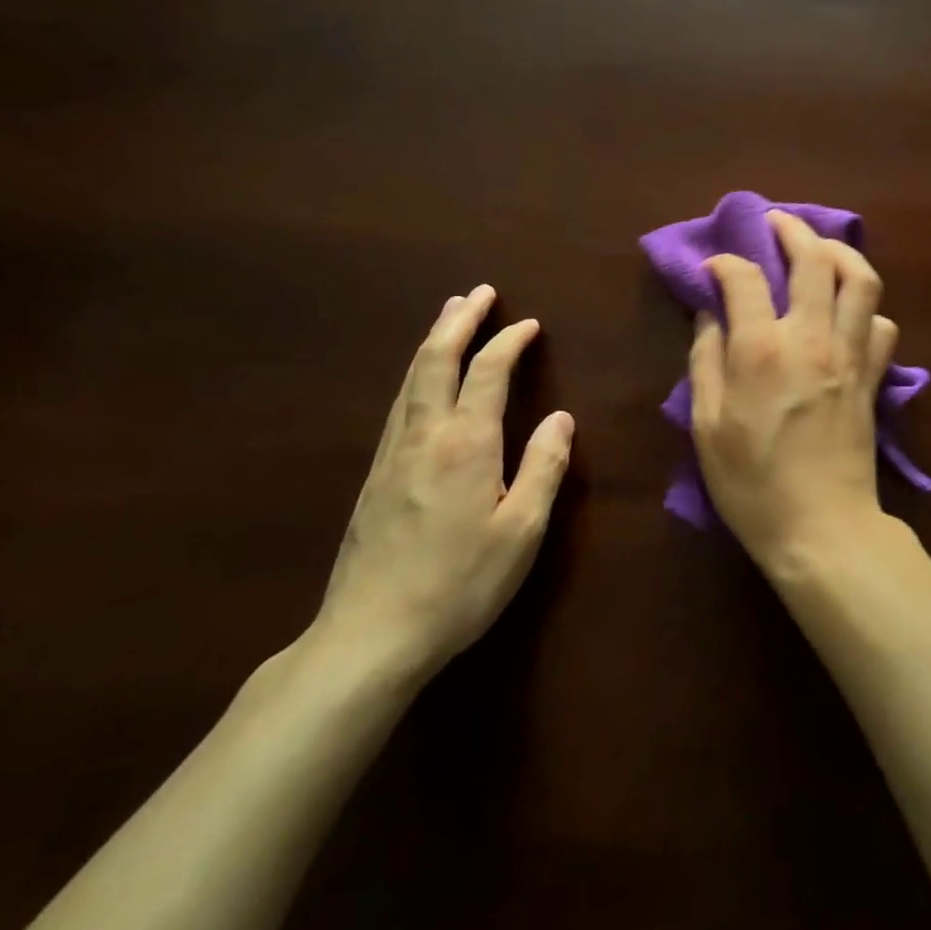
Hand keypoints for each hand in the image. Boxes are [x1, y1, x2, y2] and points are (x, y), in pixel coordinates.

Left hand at [313, 286, 573, 682]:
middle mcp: (424, 437)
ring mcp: (392, 456)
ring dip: (433, 341)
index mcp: (465, 444)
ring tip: (448, 316)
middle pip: (436, 361)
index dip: (509, 342)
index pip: (487, 373)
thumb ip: (544, 467)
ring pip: (411, 380)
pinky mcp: (375, 478)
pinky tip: (423, 381)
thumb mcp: (522, 530)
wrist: (369, 637)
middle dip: (458, 321)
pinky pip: (400, 405)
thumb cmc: (460, 584)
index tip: (530, 324)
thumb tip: (561, 417)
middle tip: (478, 293)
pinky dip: (418, 375)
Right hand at [690, 210, 898, 572]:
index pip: (745, 278)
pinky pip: (882, 325)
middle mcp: (811, 339)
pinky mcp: (873, 377)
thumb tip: (709, 314)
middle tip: (777, 223)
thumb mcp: (707, 426)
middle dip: (793, 230)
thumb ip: (705, 360)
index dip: (725, 263)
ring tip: (822, 250)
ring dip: (842, 253)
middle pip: (814, 259)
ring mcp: (850, 355)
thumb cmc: (752, 483)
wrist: (821, 527)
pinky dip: (866, 308)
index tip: (714, 268)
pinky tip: (848, 313)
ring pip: (862, 280)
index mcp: (761, 351)